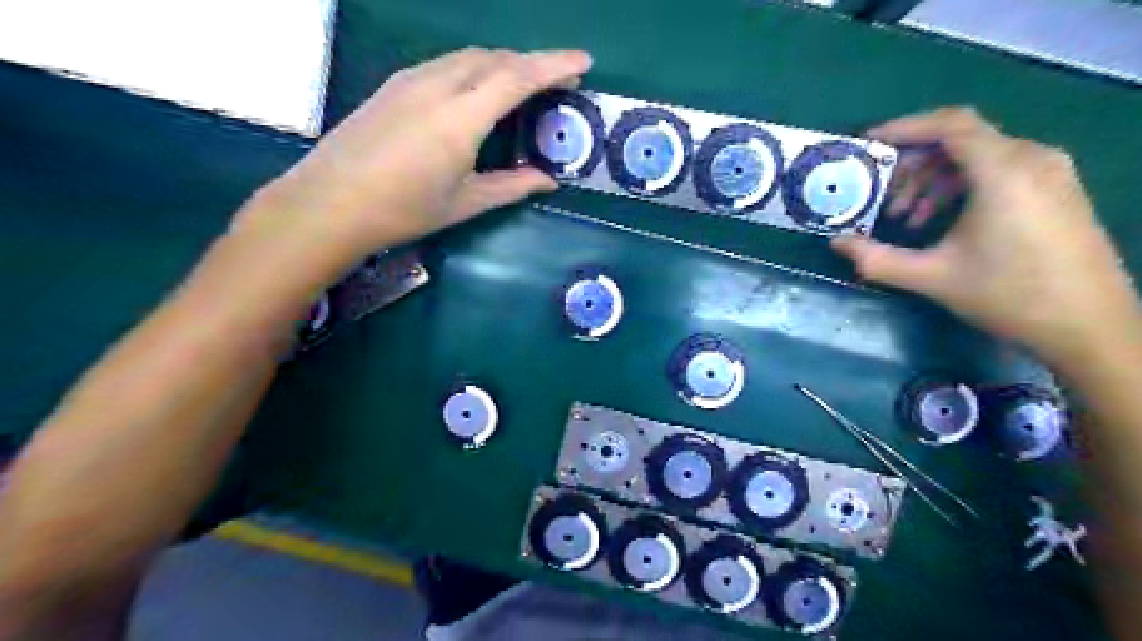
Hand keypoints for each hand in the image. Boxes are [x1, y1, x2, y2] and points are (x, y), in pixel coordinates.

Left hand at [230, 46, 587, 264]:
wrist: (329, 204)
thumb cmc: (403, 211)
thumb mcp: (465, 203)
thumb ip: (512, 187)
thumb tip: (548, 181)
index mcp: (461, 118)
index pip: (517, 77)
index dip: (554, 66)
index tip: (583, 63)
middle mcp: (437, 86)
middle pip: (495, 58)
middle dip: (533, 63)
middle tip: (559, 80)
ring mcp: (411, 80)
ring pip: (468, 57)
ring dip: (503, 63)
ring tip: (525, 83)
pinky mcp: (394, 85)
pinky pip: (445, 64)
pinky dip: (474, 68)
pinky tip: (478, 89)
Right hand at [832, 107, 1140, 368]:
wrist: (1089, 326)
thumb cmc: (1009, 295)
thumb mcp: (932, 278)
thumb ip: (877, 258)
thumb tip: (837, 243)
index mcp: (1003, 171)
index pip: (950, 125)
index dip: (904, 128)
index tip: (868, 145)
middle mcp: (1032, 158)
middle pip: (961, 140)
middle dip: (913, 164)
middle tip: (882, 196)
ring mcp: (1050, 172)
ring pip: (978, 156)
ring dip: (934, 180)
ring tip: (907, 218)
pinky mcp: (1056, 189)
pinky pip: (999, 170)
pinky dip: (961, 187)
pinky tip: (942, 222)